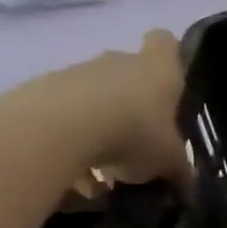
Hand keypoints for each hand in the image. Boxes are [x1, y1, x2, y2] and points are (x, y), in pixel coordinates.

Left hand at [0, 30, 191, 189]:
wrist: (58, 129)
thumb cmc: (134, 133)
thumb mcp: (169, 160)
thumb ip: (180, 169)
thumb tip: (186, 183)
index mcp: (157, 70)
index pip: (166, 43)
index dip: (169, 56)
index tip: (170, 83)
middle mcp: (117, 63)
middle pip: (128, 74)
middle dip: (132, 107)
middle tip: (138, 144)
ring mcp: (76, 74)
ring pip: (94, 98)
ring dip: (99, 129)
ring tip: (103, 171)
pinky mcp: (40, 91)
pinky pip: (63, 117)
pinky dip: (70, 143)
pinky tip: (75, 175)